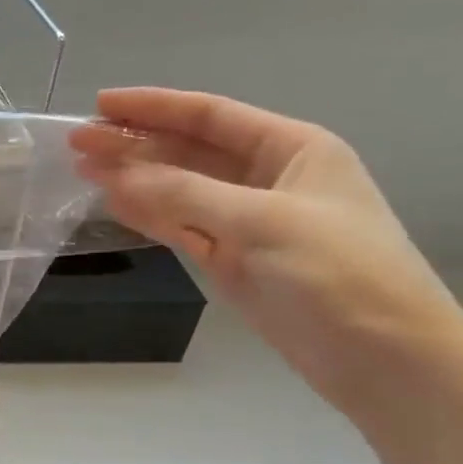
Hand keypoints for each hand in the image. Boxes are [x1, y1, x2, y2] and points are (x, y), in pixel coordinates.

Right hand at [69, 88, 462, 413]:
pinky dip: (148, 214)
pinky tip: (114, 204)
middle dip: (134, 143)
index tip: (99, 103)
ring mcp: (247, 221)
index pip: (210, 115)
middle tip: (77, 143)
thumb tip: (116, 175)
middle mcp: (268, 178)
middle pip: (188, 150)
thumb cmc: (338, 274)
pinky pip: (181, 226)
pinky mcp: (233, 260)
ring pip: (179, 189)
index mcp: (292, 149)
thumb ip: (184, 194)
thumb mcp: (261, 222)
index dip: (153, 107)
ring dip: (134, 178)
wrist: (385, 359)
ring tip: (83, 170)